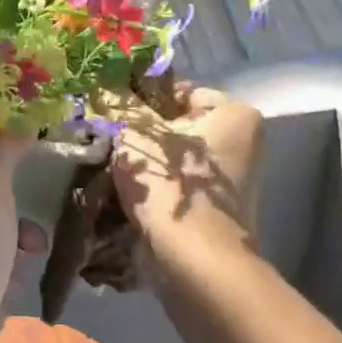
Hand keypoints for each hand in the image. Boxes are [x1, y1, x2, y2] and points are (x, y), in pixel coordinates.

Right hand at [111, 83, 261, 250]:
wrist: (193, 260)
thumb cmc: (169, 184)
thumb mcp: (135, 133)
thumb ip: (118, 103)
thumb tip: (101, 82)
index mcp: (234, 113)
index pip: (178, 91)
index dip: (141, 98)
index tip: (111, 113)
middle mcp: (240, 142)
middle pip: (176, 125)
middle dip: (140, 133)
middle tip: (105, 138)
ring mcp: (229, 180)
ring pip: (172, 158)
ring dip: (142, 162)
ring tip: (109, 165)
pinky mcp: (214, 209)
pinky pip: (175, 185)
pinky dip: (153, 187)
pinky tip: (123, 191)